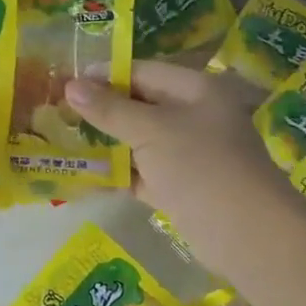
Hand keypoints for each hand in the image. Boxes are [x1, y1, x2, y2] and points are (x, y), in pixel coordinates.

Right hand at [64, 61, 281, 276]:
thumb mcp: (150, 130)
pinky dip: (118, 173)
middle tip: (59, 111)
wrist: (247, 234)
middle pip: (140, 105)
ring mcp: (188, 154)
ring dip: (106, 142)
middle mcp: (194, 116)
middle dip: (101, 109)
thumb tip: (70, 85)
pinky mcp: (180, 187)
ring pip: (139, 140)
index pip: (142, 71)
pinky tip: (84, 173)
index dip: (104, 75)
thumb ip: (109, 109)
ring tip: (63, 139)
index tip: (65, 82)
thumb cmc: (200, 166)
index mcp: (194, 90)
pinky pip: (142, 172)